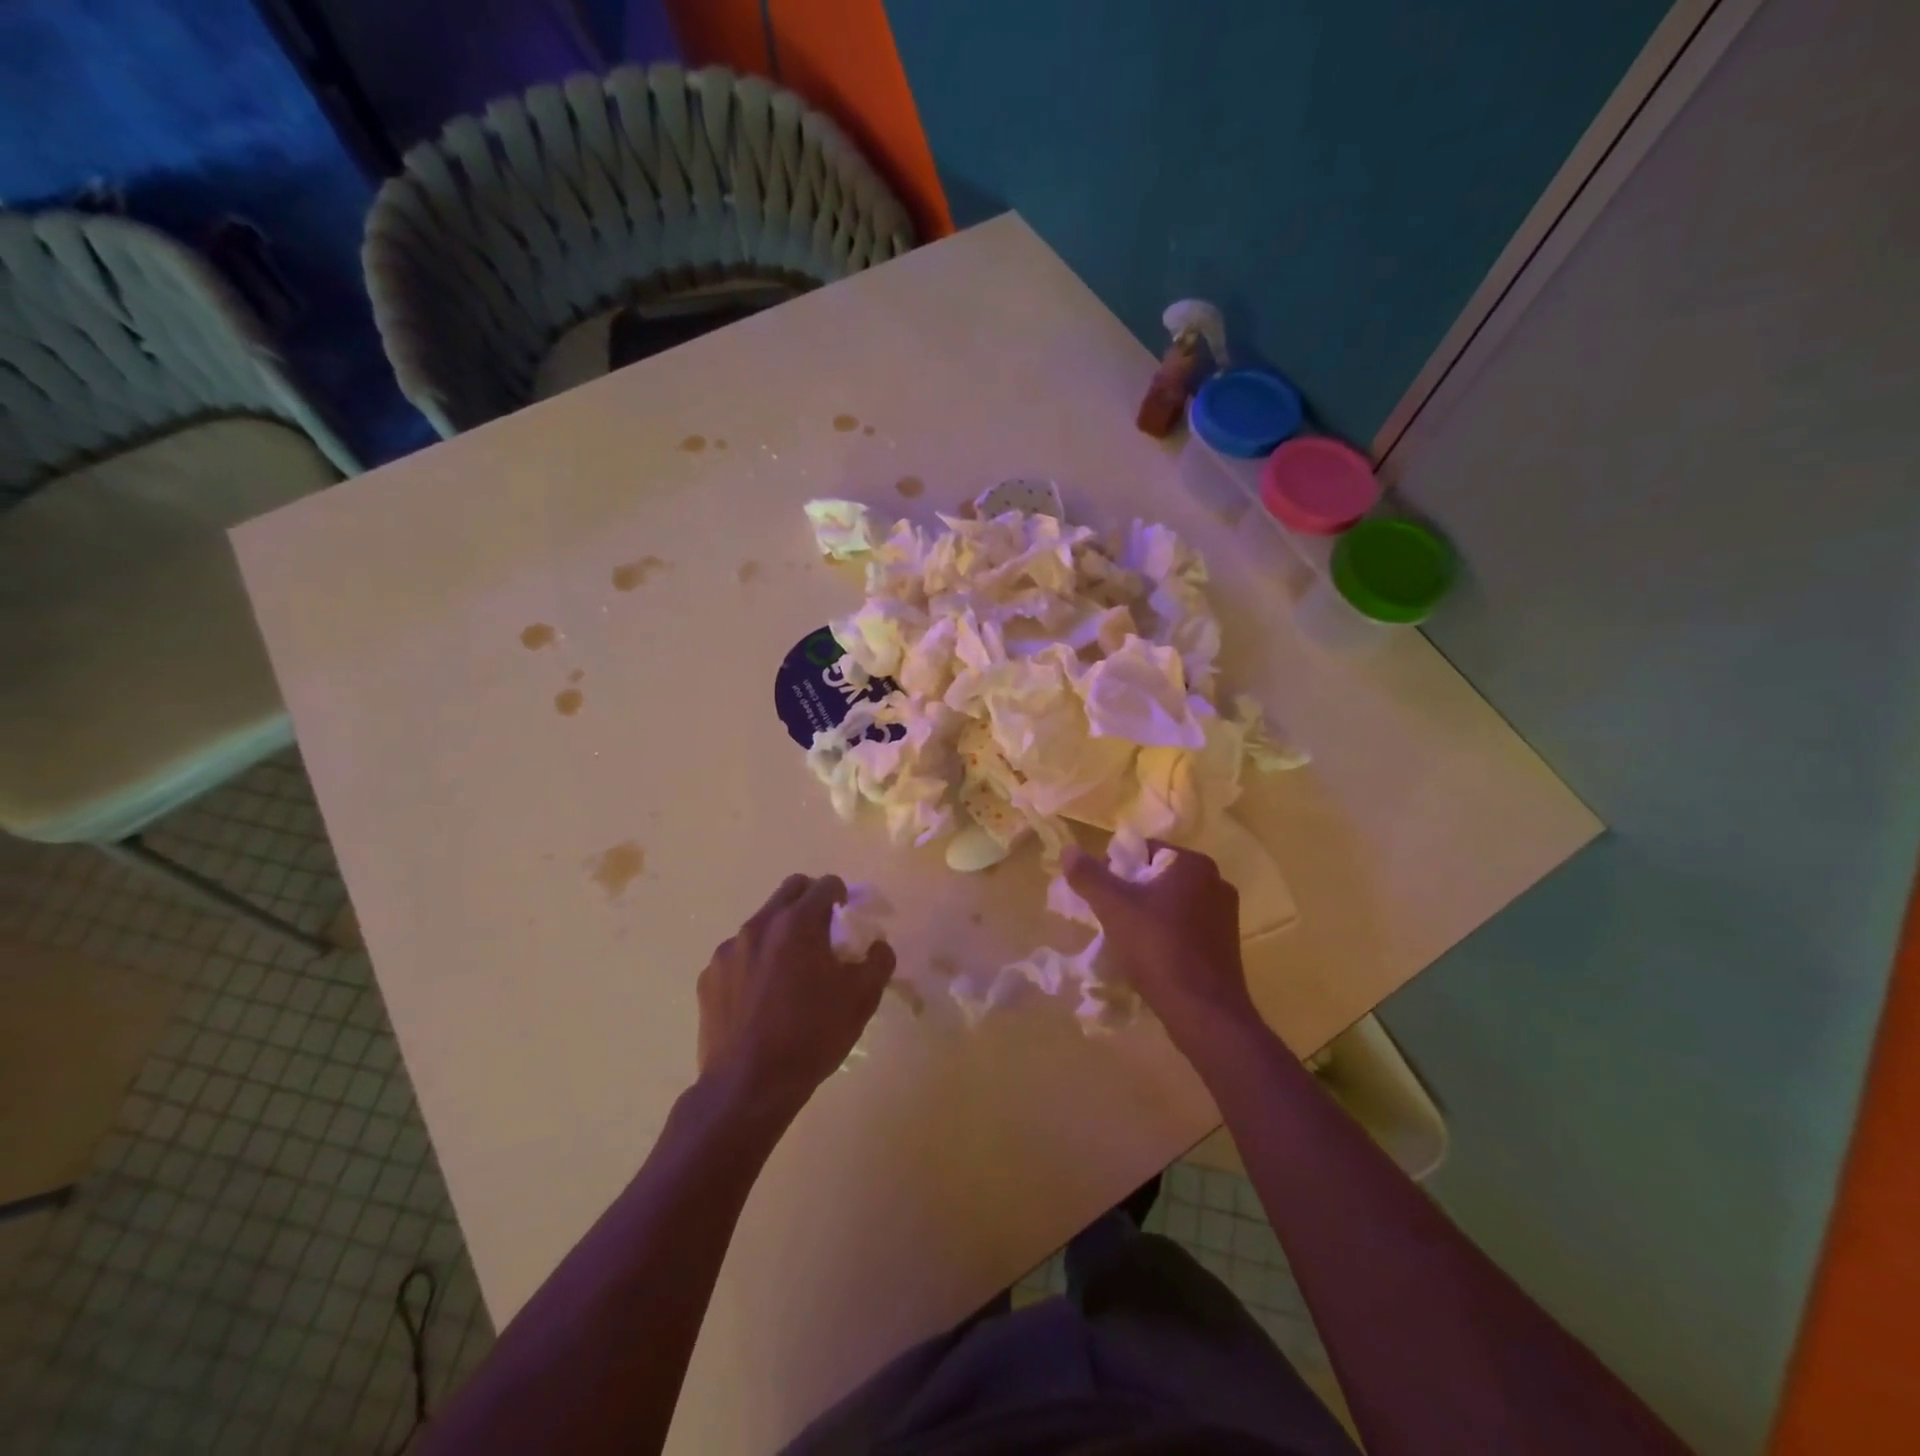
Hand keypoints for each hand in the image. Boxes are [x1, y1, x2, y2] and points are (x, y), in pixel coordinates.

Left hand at [696, 874, 894, 1119]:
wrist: (748, 1087)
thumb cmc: (811, 1036)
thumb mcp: (862, 999)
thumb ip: (878, 960)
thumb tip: (876, 945)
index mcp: (798, 923)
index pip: (826, 884)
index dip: (842, 896)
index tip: (847, 919)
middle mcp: (759, 925)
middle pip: (790, 890)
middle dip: (811, 902)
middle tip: (823, 935)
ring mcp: (729, 950)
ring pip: (762, 923)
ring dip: (781, 934)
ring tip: (791, 974)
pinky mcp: (709, 976)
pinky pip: (739, 955)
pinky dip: (755, 963)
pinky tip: (762, 999)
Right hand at [1064, 843, 1258, 1050]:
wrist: (1203, 1011)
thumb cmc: (1158, 948)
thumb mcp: (1114, 908)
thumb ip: (1089, 876)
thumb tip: (1068, 850)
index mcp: (1194, 865)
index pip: (1145, 850)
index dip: (1115, 868)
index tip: (1100, 895)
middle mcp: (1216, 882)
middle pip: (1158, 877)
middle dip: (1131, 893)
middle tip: (1109, 917)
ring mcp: (1225, 916)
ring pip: (1172, 904)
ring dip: (1148, 915)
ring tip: (1126, 939)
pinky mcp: (1226, 945)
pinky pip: (1187, 928)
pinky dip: (1166, 935)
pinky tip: (1150, 956)